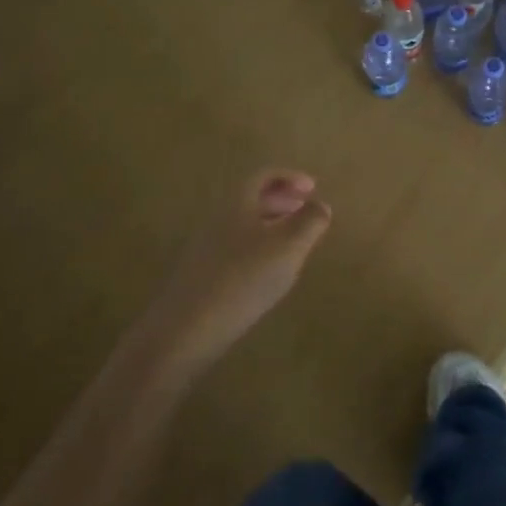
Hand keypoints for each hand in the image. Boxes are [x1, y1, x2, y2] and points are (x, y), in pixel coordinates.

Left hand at [151, 170, 332, 365]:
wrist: (185, 329)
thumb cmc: (243, 279)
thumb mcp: (288, 248)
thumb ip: (309, 222)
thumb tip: (321, 205)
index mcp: (237, 204)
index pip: (263, 176)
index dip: (290, 177)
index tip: (313, 188)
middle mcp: (218, 219)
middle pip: (252, 199)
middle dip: (282, 201)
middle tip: (306, 211)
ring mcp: (206, 248)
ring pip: (244, 226)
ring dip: (271, 226)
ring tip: (294, 243)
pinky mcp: (202, 275)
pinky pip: (236, 249)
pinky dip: (258, 249)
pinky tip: (269, 274)